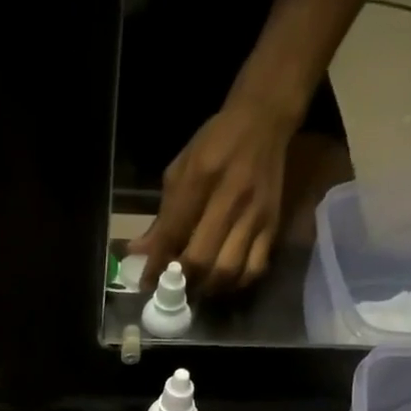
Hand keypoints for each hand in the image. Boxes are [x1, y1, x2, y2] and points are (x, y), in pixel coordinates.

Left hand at [131, 99, 293, 295]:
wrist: (263, 121)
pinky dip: (236, 283)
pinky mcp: (272, 226)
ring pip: (228, 270)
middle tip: (173, 289)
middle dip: (182, 282)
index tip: (146, 284)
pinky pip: (254, 269)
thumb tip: (139, 252)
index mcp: (201, 178)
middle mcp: (230, 199)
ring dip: (207, 287)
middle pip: (202, 259)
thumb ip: (162, 215)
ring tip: (196, 287)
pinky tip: (223, 281)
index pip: (173, 233)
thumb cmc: (215, 144)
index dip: (156, 264)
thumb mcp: (180, 170)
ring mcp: (254, 216)